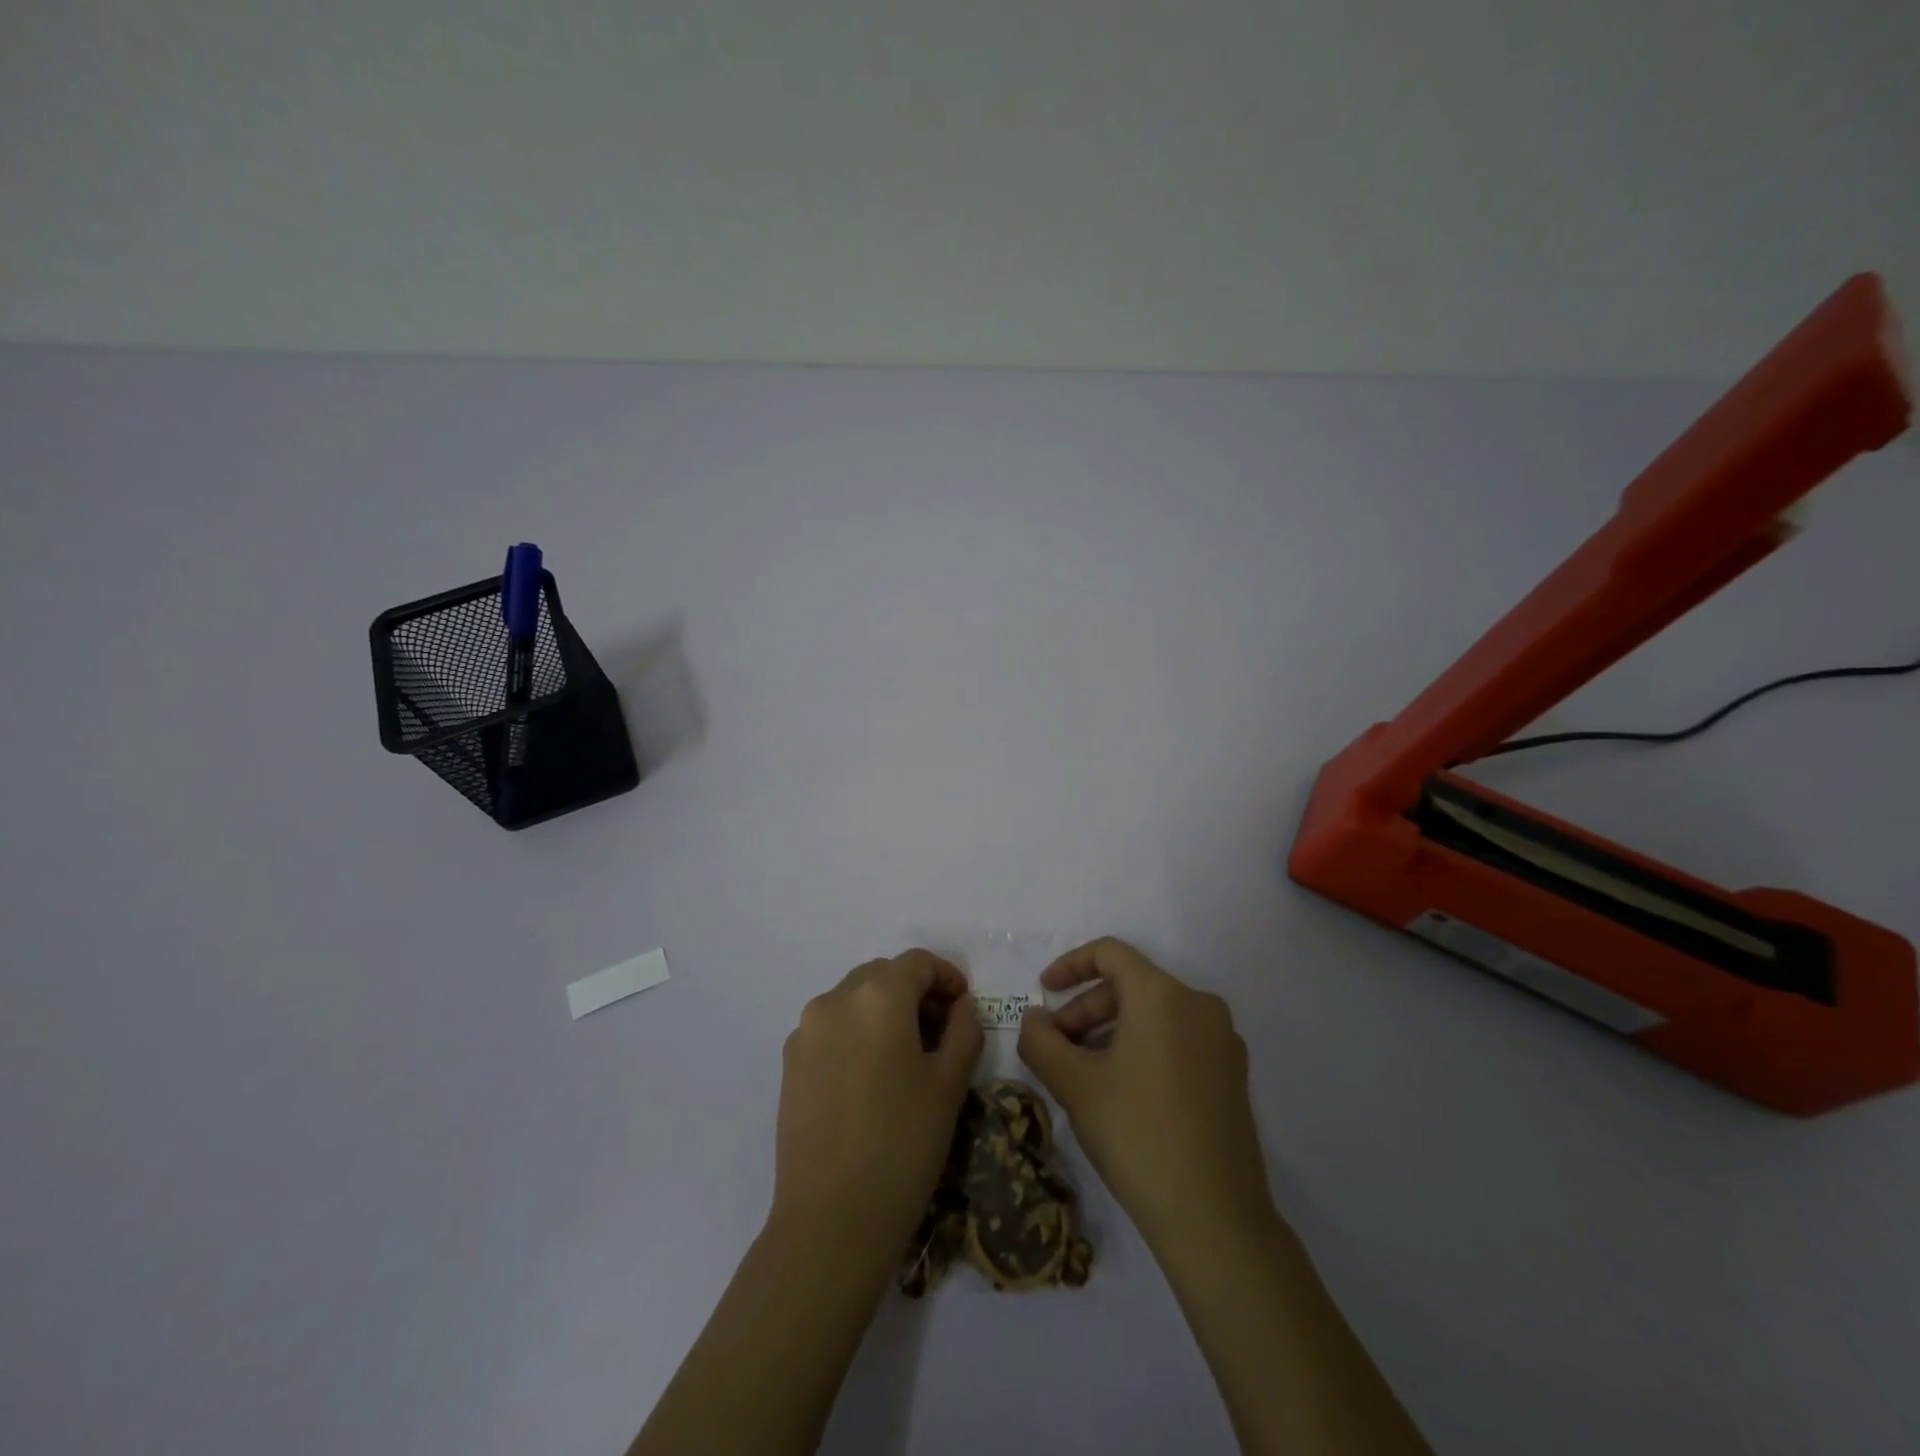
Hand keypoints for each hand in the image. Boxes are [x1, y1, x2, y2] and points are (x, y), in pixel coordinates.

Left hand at [771, 950, 983, 1265]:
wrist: (831, 1219)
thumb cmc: (903, 1144)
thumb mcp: (949, 1084)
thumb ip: (963, 1030)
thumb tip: (959, 1007)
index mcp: (878, 995)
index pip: (917, 962)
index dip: (946, 976)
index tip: (964, 1006)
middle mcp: (835, 999)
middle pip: (883, 975)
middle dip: (915, 992)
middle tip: (941, 1031)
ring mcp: (806, 1031)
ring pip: (854, 999)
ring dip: (884, 1011)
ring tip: (907, 1056)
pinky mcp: (789, 1062)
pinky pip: (831, 1028)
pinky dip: (856, 1033)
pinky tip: (871, 1078)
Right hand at [1017, 938, 1276, 1254]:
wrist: (1215, 1218)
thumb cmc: (1137, 1135)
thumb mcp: (1074, 1085)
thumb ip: (1041, 1041)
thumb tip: (1034, 1019)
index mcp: (1163, 994)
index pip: (1110, 953)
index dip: (1070, 965)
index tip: (1042, 991)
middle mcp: (1199, 1004)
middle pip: (1131, 985)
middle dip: (1086, 1009)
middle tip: (1056, 1047)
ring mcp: (1223, 1040)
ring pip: (1154, 1014)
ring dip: (1111, 1030)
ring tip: (1084, 1072)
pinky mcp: (1233, 1073)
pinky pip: (1178, 1038)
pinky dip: (1143, 1047)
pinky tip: (1123, 1090)